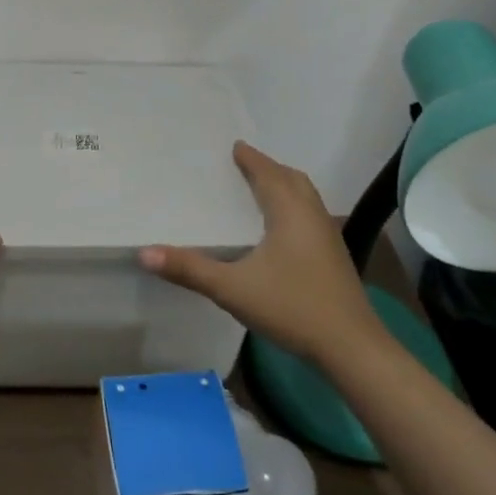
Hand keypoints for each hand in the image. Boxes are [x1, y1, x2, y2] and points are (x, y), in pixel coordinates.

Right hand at [140, 141, 381, 369]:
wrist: (351, 348)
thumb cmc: (292, 307)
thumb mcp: (232, 288)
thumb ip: (189, 269)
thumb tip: (144, 252)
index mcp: (289, 212)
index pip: (268, 173)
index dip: (251, 159)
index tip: (235, 146)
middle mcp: (312, 216)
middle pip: (292, 179)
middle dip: (269, 169)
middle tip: (245, 165)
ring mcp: (328, 237)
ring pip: (306, 198)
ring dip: (284, 187)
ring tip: (262, 191)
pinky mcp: (334, 258)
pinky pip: (311, 216)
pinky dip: (294, 207)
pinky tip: (281, 231)